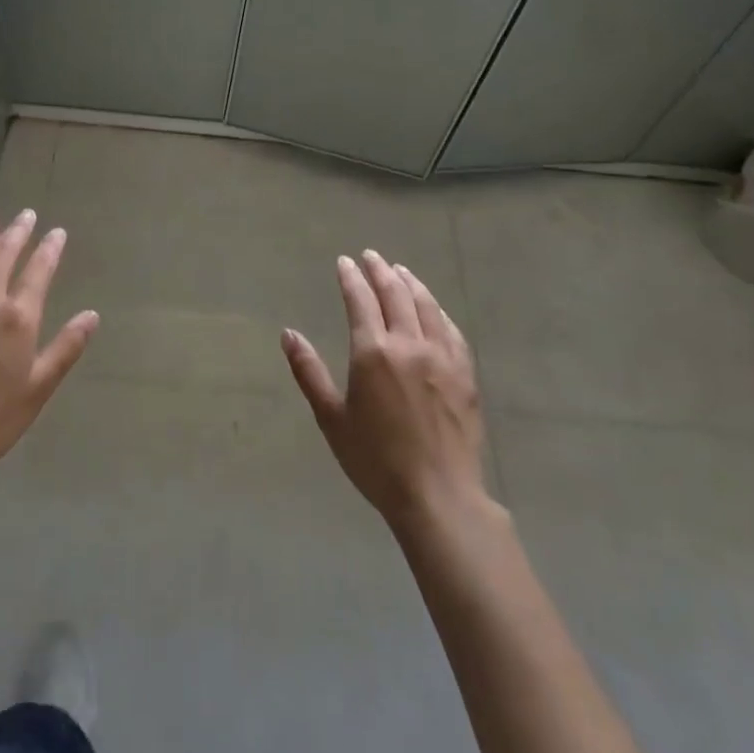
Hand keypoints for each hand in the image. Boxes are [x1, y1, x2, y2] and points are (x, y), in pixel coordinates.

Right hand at [282, 251, 492, 531]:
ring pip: (426, 306)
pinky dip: (438, 311)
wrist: (438, 495)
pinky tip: (433, 309)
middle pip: (395, 294)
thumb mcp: (331, 418)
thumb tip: (288, 334)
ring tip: (400, 271)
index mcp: (373, 352)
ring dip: (411, 283)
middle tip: (371, 257)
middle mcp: (409, 344)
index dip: (351, 278)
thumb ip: (309, 371)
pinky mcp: (465, 374)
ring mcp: (442, 357)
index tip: (345, 262)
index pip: (360, 300)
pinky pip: (452, 331)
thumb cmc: (375, 460)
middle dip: (380, 271)